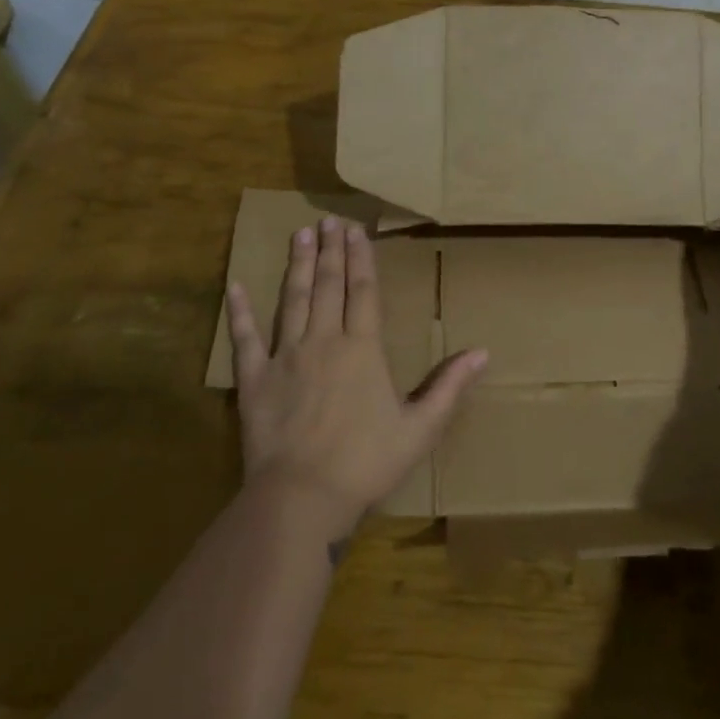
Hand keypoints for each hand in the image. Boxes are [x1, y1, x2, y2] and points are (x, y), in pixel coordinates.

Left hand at [226, 217, 487, 537]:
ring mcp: (286, 356)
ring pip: (293, 299)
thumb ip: (450, 387)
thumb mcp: (420, 428)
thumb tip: (484, 352)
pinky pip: (245, 339)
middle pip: (327, 285)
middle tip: (328, 220)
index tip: (355, 230)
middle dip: (329, 250)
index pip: (363, 290)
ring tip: (300, 234)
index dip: (360, 258)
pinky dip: (240, 312)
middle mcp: (324, 340)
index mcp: (362, 348)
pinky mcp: (255, 379)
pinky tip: (235, 286)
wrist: (301, 498)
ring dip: (297, 265)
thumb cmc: (365, 462)